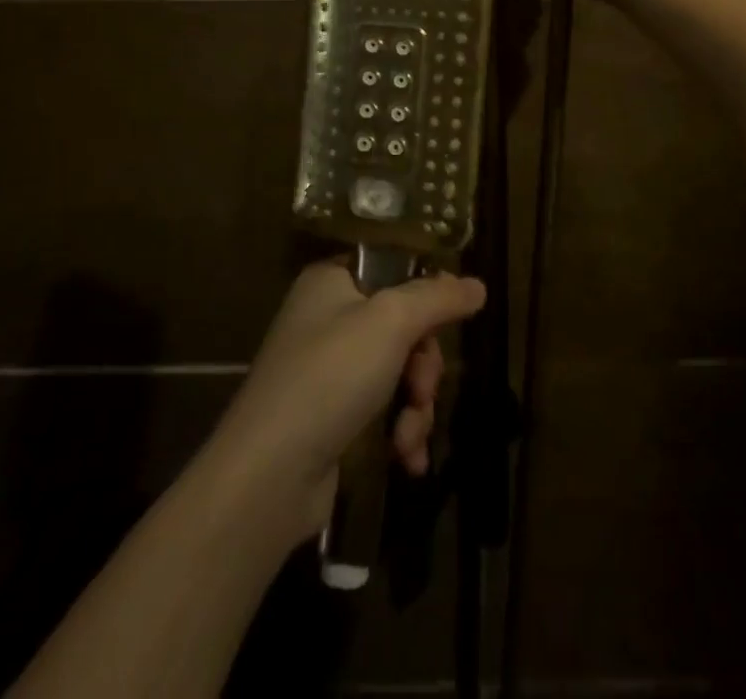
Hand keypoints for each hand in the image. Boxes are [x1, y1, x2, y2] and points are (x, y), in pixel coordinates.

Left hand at [208, 262, 485, 537]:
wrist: (268, 476)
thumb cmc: (330, 377)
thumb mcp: (391, 322)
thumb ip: (438, 298)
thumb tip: (477, 285)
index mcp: (332, 282)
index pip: (393, 270)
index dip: (425, 296)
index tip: (447, 322)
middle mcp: (327, 319)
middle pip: (404, 326)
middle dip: (424, 365)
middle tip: (422, 389)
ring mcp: (328, 371)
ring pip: (400, 373)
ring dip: (416, 406)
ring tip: (409, 437)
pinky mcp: (332, 419)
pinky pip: (383, 411)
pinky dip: (401, 433)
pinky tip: (408, 460)